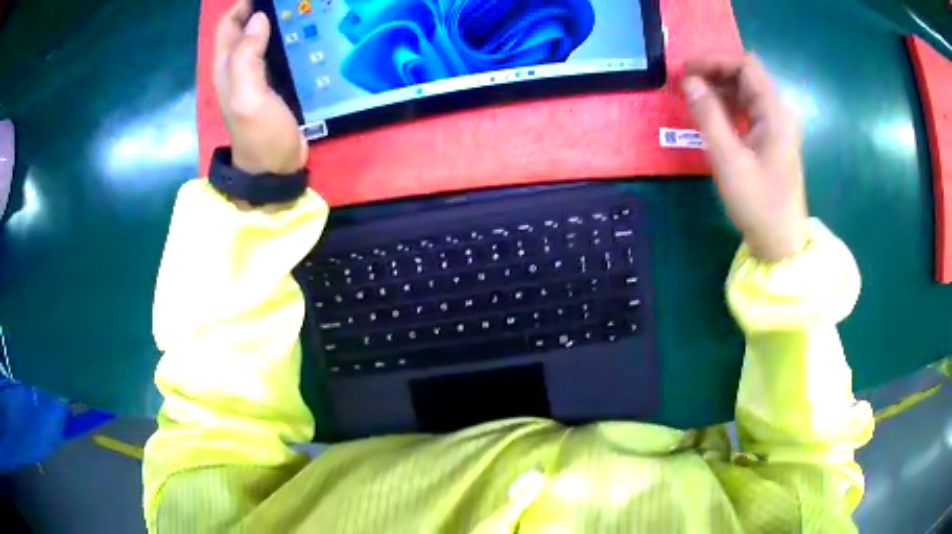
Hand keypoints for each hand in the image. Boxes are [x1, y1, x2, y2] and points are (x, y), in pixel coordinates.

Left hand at [214, 0, 306, 174]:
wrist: (273, 170)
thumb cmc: (259, 135)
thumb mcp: (248, 96)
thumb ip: (247, 57)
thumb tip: (258, 18)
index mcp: (227, 66)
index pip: (230, 23)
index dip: (245, 4)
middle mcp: (237, 66)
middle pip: (245, 26)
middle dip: (262, 7)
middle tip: (290, 2)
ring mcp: (255, 75)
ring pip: (261, 36)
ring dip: (276, 20)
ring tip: (300, 9)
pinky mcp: (272, 82)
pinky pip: (276, 50)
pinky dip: (286, 37)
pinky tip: (305, 33)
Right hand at [682, 55, 807, 261]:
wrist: (780, 244)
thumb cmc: (758, 204)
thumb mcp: (729, 160)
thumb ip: (708, 116)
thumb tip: (688, 82)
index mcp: (775, 113)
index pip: (746, 66)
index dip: (715, 61)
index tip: (687, 71)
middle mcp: (779, 113)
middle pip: (747, 76)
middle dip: (715, 73)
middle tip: (685, 84)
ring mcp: (776, 127)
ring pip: (746, 92)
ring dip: (719, 89)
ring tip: (692, 98)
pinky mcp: (771, 140)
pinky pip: (748, 110)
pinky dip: (728, 106)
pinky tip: (711, 115)